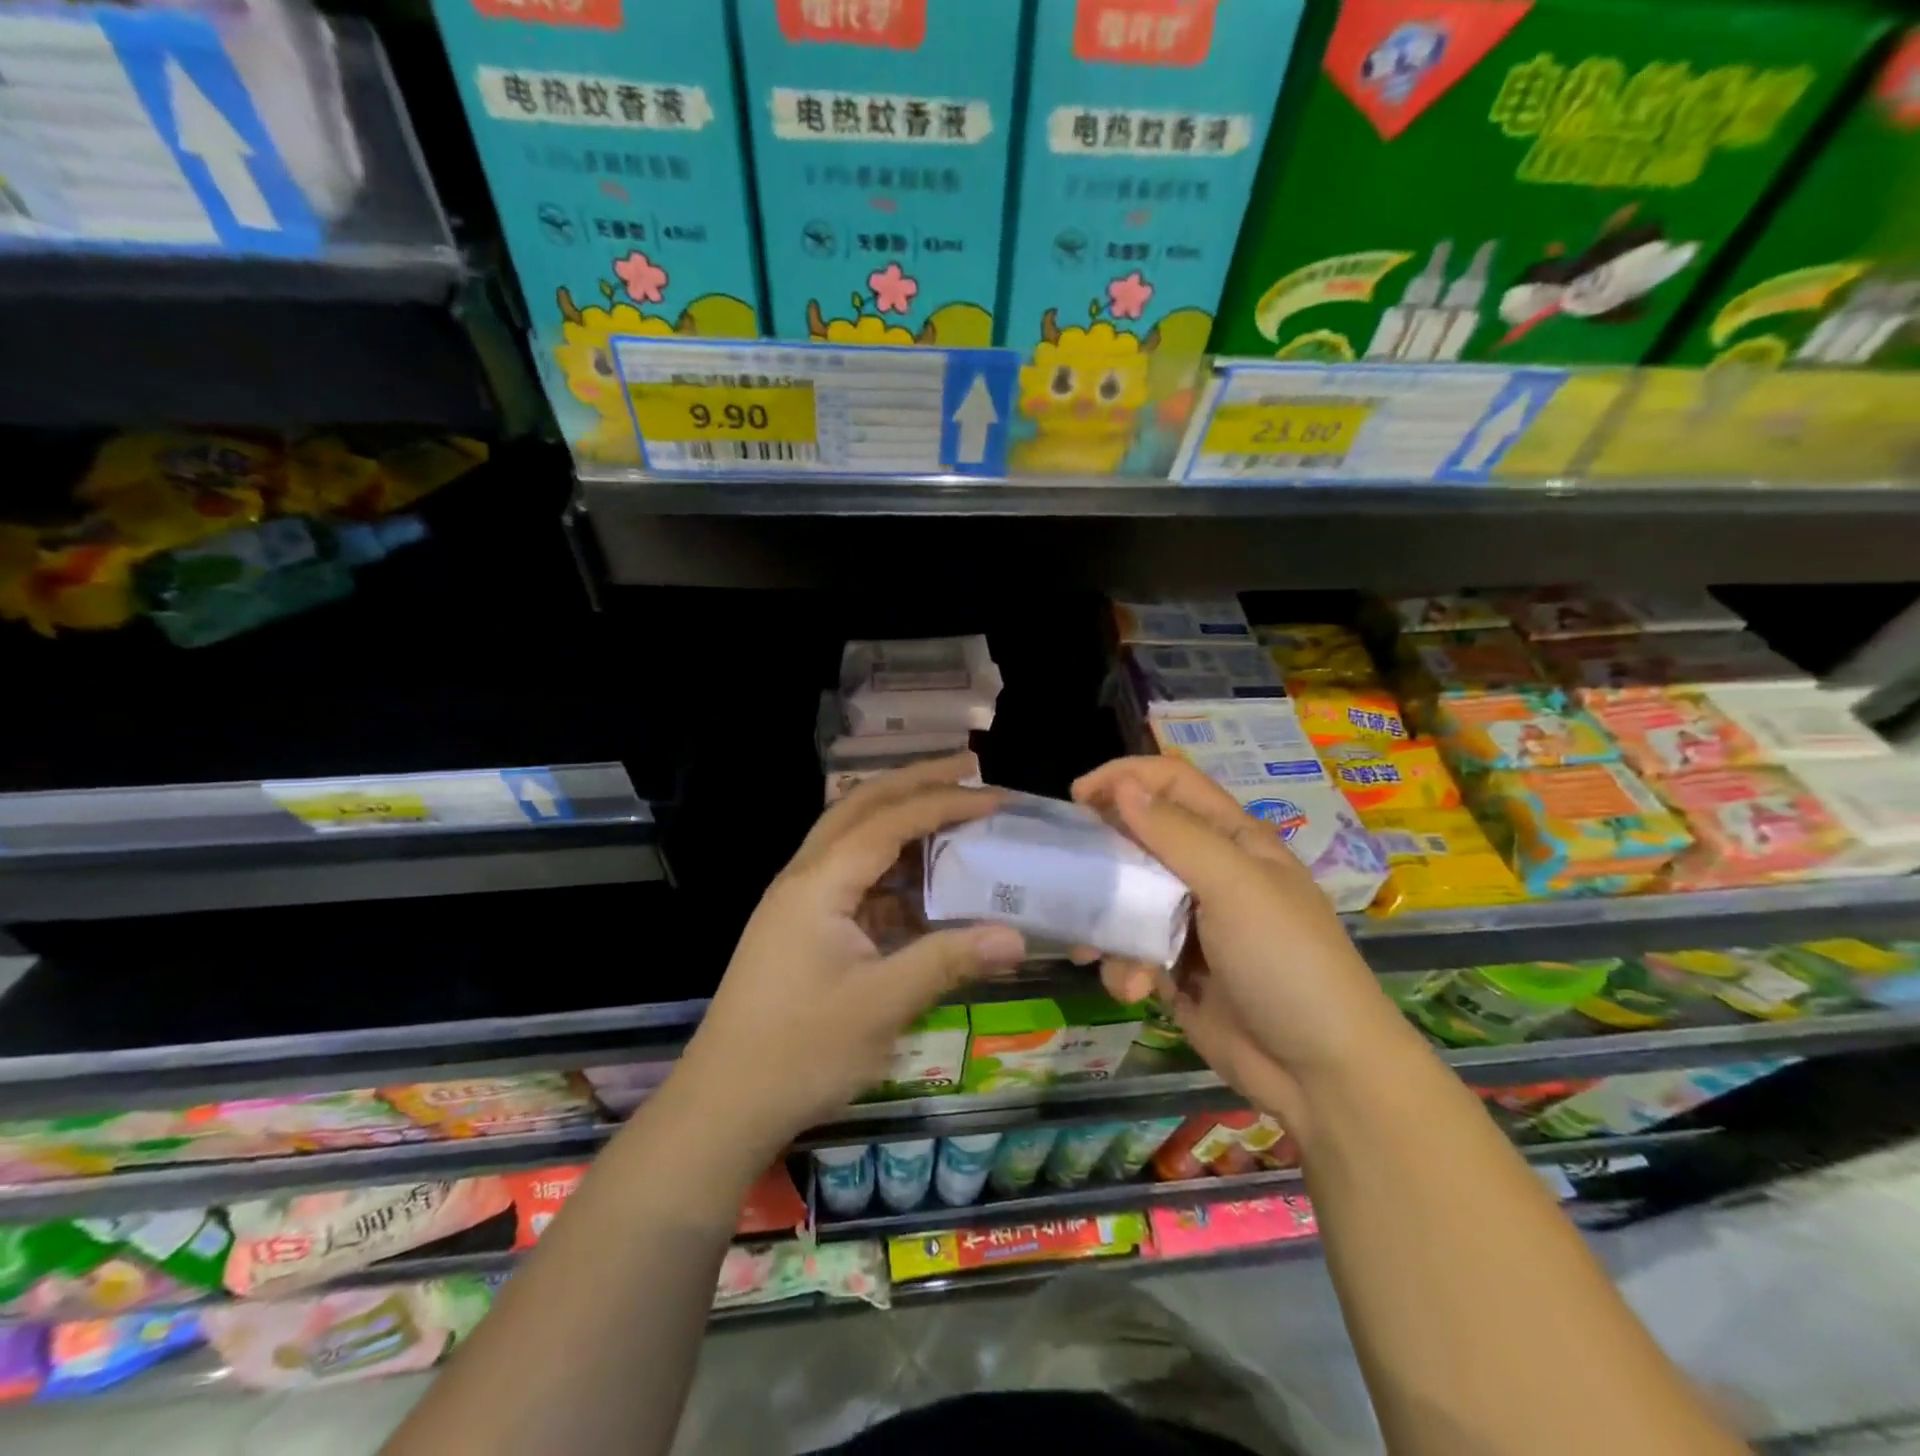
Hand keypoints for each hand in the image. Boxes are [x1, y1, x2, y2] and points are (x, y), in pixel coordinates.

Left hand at [676, 755, 1026, 1158]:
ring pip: (854, 836)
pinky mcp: (804, 927)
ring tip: (952, 808)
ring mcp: (801, 901)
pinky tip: (925, 880)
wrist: (724, 1104)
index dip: (944, 803)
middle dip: (916, 781)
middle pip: (862, 806)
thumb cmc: (801, 1051)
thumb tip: (1017, 937)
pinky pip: (854, 877)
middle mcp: (805, 876)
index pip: (889, 821)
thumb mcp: (882, 1006)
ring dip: (902, 817)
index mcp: (819, 883)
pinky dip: (893, 867)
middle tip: (969, 767)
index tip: (994, 797)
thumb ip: (949, 961)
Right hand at [1072, 756, 1410, 1140]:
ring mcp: (1189, 923)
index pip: (1173, 783)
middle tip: (1068, 871)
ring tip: (1094, 950)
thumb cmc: (1286, 963)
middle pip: (1140, 840)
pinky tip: (1134, 991)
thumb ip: (1176, 835)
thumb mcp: (1236, 887)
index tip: (1077, 797)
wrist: (1321, 1074)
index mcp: (1233, 840)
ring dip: (1107, 923)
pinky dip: (1123, 967)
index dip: (1126, 777)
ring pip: (1126, 899)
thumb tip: (1122, 786)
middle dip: (1103, 855)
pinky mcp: (1174, 969)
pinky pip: (1130, 950)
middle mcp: (1209, 873)